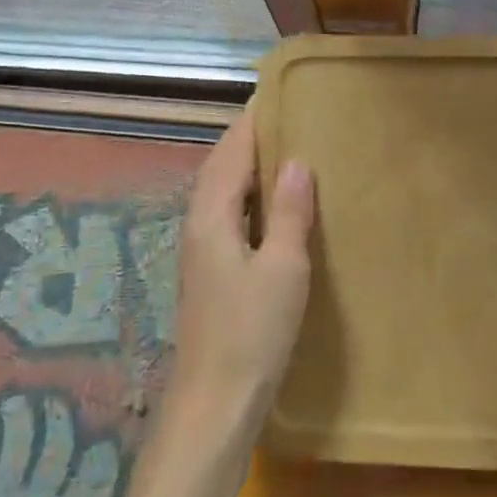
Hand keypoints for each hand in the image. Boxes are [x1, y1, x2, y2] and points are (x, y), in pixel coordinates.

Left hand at [165, 108, 315, 427]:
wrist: (215, 403)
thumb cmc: (251, 333)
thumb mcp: (283, 269)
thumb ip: (290, 212)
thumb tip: (297, 161)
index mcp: (211, 214)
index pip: (232, 150)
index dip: (254, 120)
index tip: (280, 92)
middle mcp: (199, 223)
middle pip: (222, 165)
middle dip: (250, 137)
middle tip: (291, 115)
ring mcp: (201, 248)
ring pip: (224, 190)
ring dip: (249, 165)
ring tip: (288, 149)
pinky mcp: (211, 270)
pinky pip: (229, 213)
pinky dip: (250, 195)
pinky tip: (275, 205)